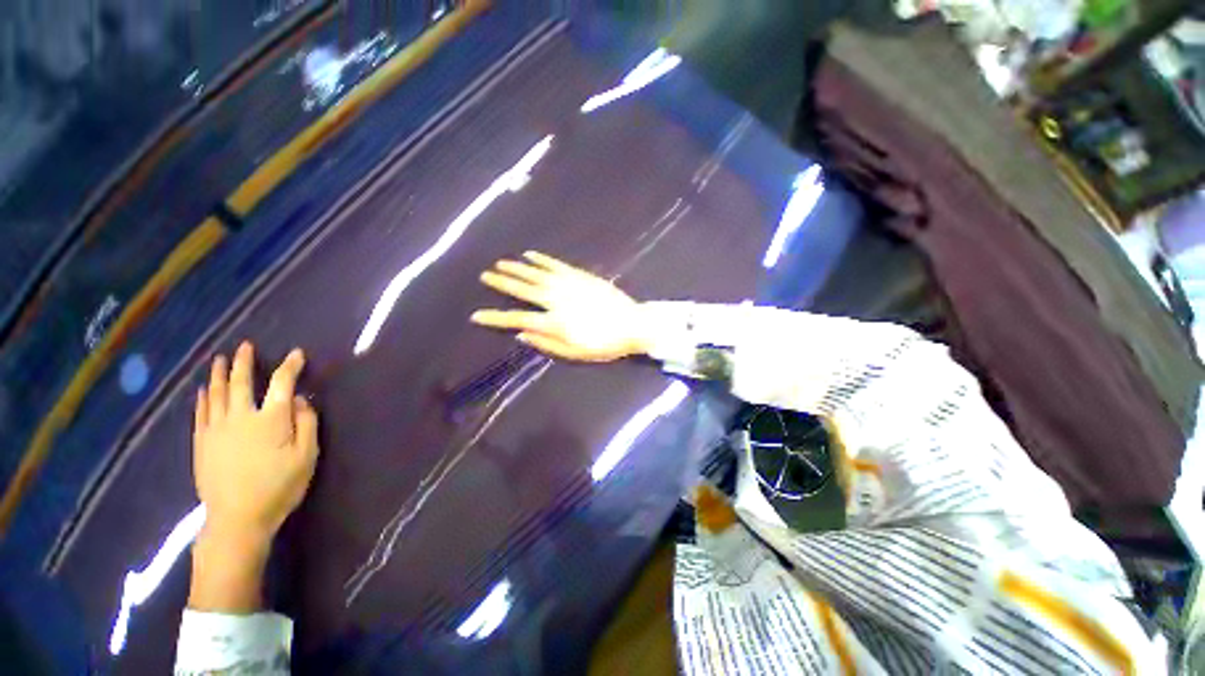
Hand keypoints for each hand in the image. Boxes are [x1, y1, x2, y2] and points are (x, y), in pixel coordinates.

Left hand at [194, 342, 319, 543]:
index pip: (282, 384)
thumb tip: (301, 400)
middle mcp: (241, 417)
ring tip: (220, 359)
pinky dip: (204, 397)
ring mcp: (217, 429)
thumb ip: (307, 424)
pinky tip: (204, 389)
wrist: (237, 518)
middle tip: (245, 346)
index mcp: (271, 420)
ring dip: (220, 374)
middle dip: (244, 362)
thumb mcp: (307, 456)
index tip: (297, 354)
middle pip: (242, 382)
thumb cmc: (280, 486)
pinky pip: (201, 412)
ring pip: (217, 394)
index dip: (291, 366)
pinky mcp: (202, 442)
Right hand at [472, 251, 648, 361]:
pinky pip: (556, 265)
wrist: (631, 324)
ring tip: (500, 263)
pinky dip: (542, 259)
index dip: (495, 318)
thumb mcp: (574, 353)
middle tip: (485, 276)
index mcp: (553, 322)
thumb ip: (546, 343)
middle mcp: (556, 300)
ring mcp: (568, 285)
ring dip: (517, 268)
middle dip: (502, 283)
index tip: (476, 315)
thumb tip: (521, 333)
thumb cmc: (603, 344)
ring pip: (536, 274)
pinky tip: (530, 254)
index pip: (517, 318)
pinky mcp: (580, 276)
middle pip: (523, 289)